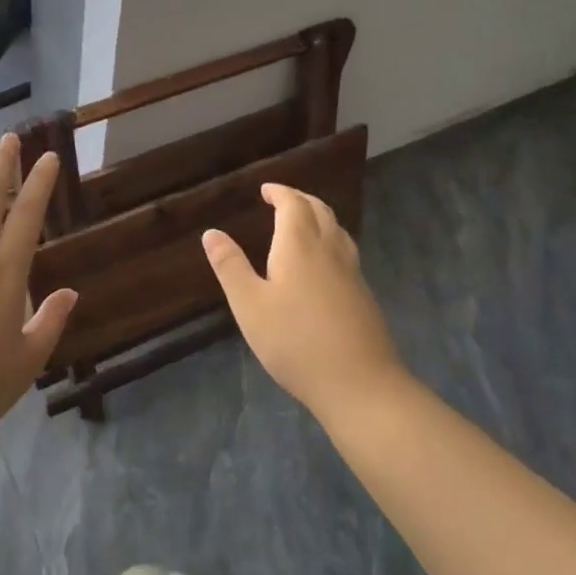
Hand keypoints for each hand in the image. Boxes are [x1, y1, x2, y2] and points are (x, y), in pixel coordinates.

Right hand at [202, 184, 401, 416]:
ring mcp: (352, 272)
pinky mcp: (364, 295)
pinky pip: (346, 250)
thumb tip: (211, 232)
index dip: (280, 192)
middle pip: (319, 210)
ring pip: (337, 229)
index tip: (266, 190)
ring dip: (319, 216)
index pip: (293, 204)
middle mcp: (329, 250)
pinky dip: (331, 239)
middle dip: (300, 199)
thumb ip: (230, 266)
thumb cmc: (295, 342)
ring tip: (303, 223)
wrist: (360, 384)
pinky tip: (324, 262)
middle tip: (282, 200)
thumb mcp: (250, 306)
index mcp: (299, 245)